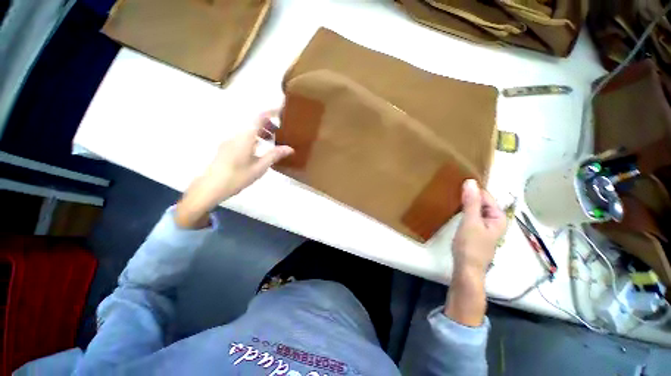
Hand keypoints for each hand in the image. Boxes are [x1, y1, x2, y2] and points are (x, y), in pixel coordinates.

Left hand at [174, 111, 292, 228]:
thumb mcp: (259, 167)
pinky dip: (254, 138)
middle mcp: (236, 135)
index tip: (282, 109)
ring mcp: (230, 140)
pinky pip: (243, 136)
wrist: (210, 187)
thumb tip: (290, 148)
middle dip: (268, 123)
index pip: (259, 117)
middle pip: (253, 122)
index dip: (271, 111)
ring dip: (261, 131)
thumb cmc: (237, 177)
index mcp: (245, 137)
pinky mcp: (226, 147)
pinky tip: (259, 149)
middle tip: (281, 132)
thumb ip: (274, 155)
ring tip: (272, 141)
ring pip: (248, 130)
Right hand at [451, 179, 506, 273]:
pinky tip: (454, 210)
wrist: (466, 268)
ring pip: (475, 209)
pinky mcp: (476, 231)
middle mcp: (494, 220)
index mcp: (498, 216)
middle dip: (468, 196)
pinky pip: (471, 215)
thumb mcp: (470, 222)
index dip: (472, 190)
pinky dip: (463, 211)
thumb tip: (470, 181)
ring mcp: (485, 226)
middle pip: (481, 202)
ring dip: (465, 203)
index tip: (456, 185)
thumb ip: (471, 202)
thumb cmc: (470, 245)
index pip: (486, 196)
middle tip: (451, 191)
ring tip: (451, 198)